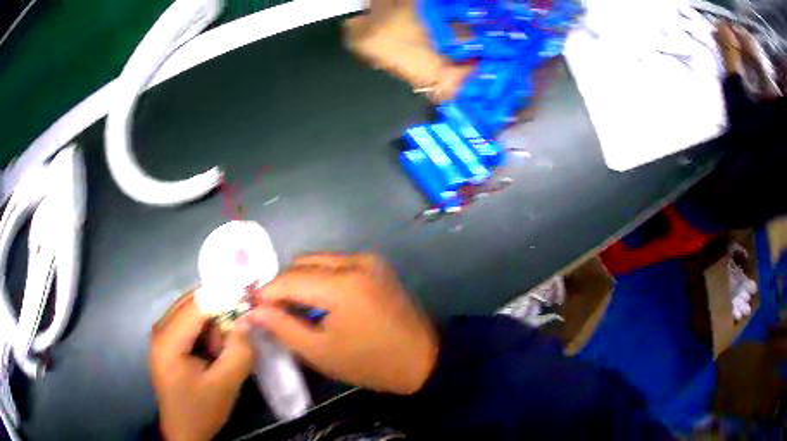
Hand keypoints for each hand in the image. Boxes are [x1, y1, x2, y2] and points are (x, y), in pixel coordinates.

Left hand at [151, 293, 254, 440]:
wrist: (184, 431)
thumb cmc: (201, 411)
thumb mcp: (225, 385)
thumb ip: (239, 351)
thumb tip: (249, 319)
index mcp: (168, 340)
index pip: (197, 305)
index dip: (224, 298)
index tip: (250, 300)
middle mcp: (160, 329)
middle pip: (192, 303)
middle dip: (218, 313)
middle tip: (236, 333)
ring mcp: (161, 334)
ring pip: (191, 311)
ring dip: (211, 324)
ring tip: (220, 352)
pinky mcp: (166, 341)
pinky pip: (188, 322)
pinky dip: (205, 331)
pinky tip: (211, 353)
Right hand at [249, 253, 438, 394]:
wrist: (422, 360)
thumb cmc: (370, 363)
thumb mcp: (320, 352)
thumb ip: (283, 327)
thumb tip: (255, 311)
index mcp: (342, 284)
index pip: (289, 279)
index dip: (267, 294)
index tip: (255, 310)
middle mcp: (355, 261)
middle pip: (302, 263)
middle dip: (283, 286)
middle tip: (276, 313)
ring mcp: (369, 260)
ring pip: (318, 260)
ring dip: (302, 281)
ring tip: (297, 309)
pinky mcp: (376, 266)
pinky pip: (336, 264)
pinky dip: (321, 279)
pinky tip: (320, 303)